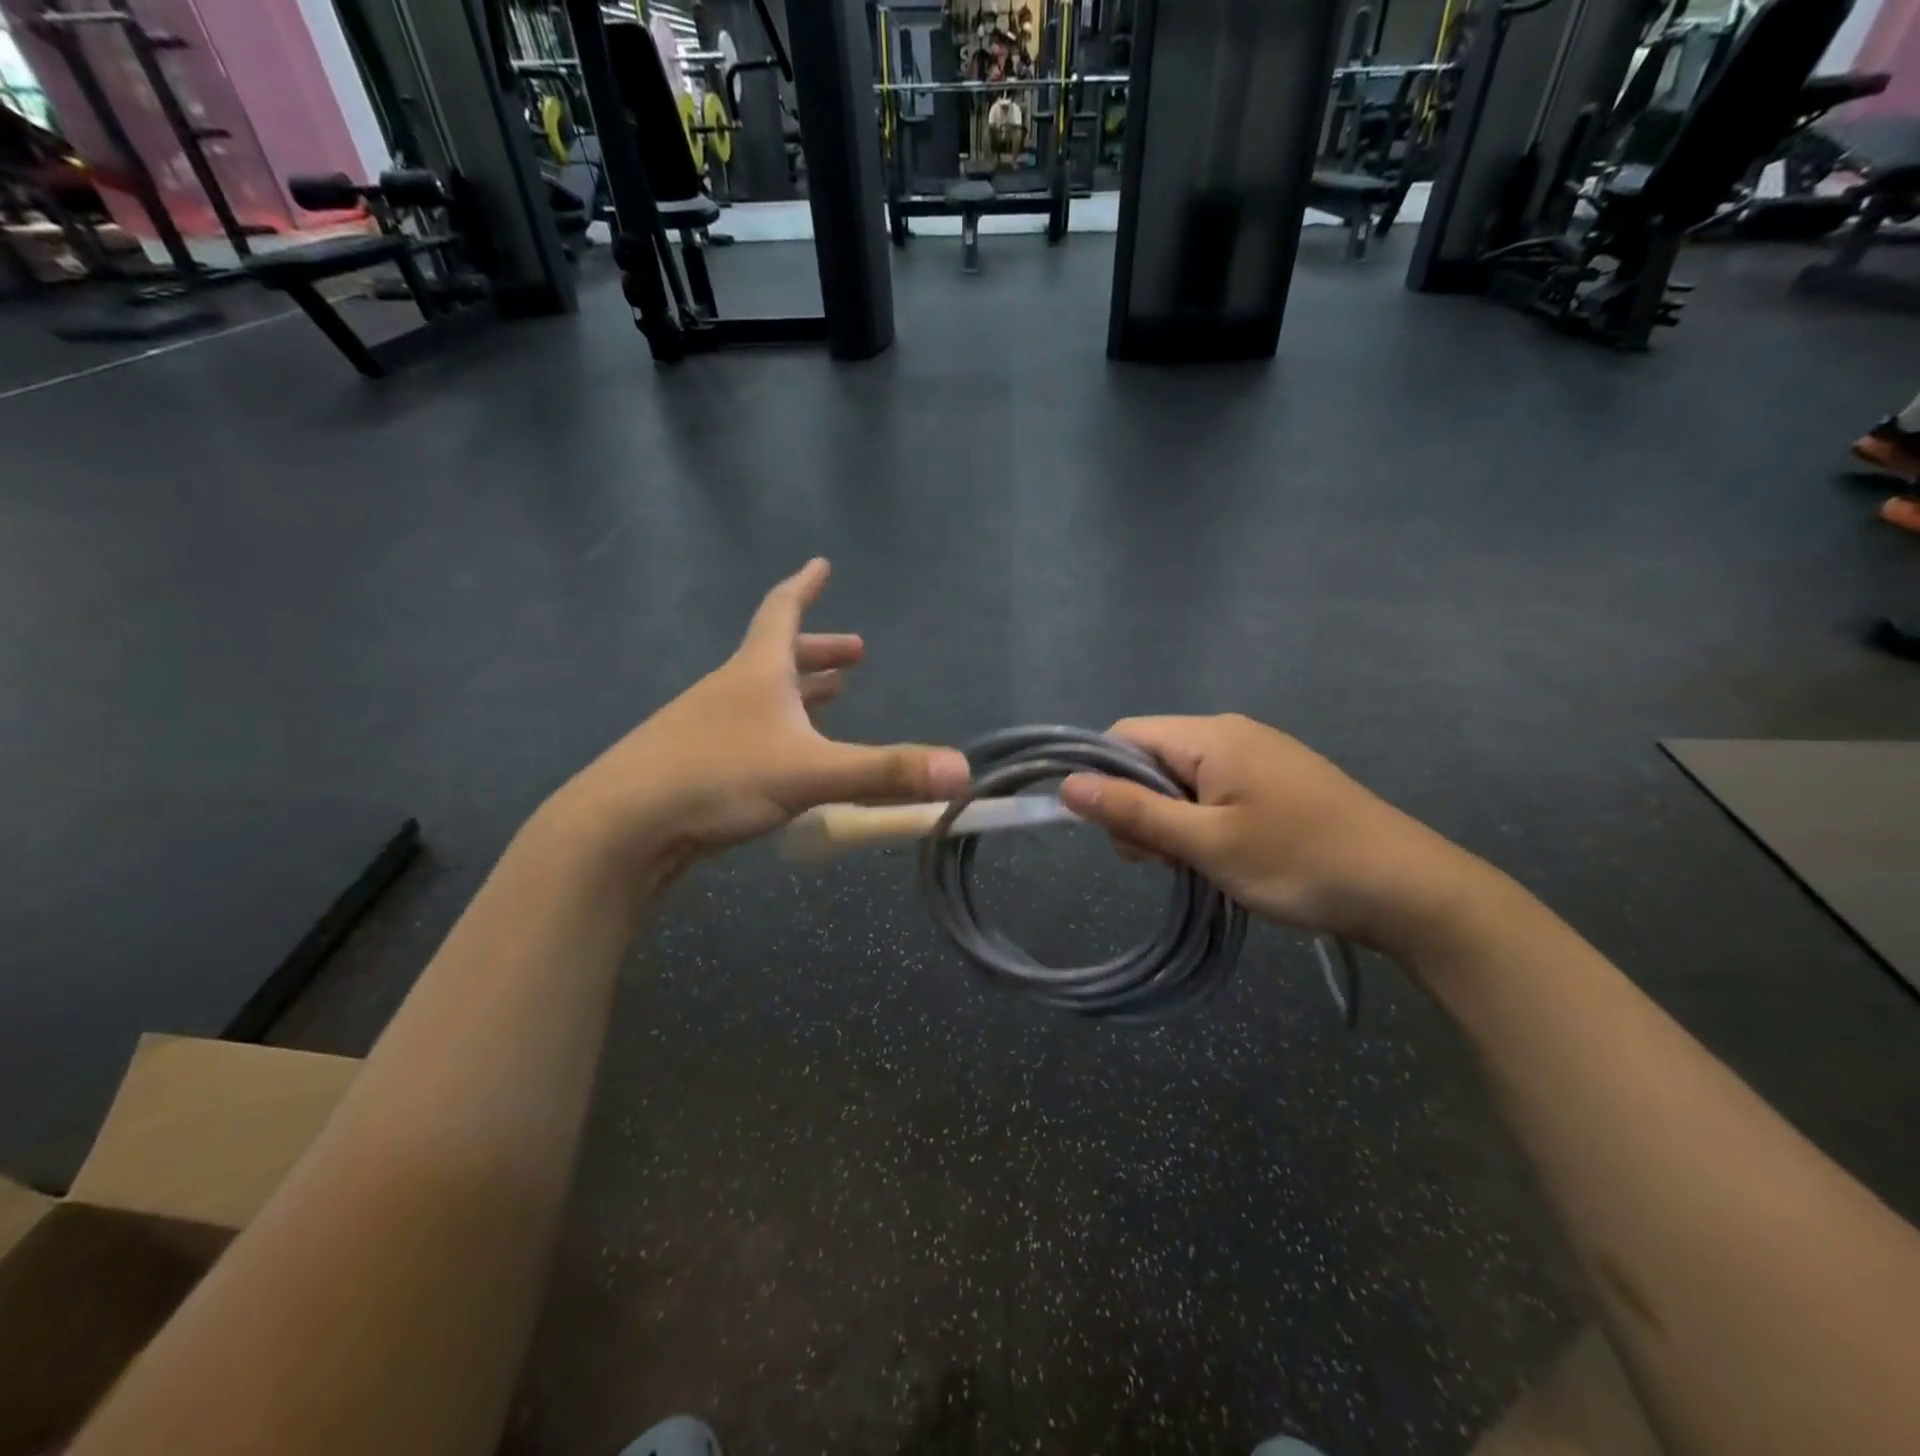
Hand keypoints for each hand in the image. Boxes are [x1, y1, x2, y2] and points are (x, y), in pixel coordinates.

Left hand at [552, 559, 968, 887]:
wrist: (622, 825)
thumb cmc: (718, 777)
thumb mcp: (813, 773)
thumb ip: (887, 772)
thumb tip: (962, 773)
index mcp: (756, 672)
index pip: (782, 612)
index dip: (804, 588)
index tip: (821, 563)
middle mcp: (730, 689)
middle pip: (778, 656)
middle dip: (820, 652)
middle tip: (856, 655)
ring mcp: (707, 726)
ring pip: (762, 697)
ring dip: (800, 692)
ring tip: (832, 697)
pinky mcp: (695, 765)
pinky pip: (749, 733)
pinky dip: (778, 731)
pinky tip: (788, 760)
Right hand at [1057, 714, 1482, 953]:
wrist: (1410, 890)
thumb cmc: (1300, 861)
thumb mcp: (1207, 843)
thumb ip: (1134, 812)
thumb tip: (1068, 785)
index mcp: (1211, 736)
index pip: (1125, 735)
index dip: (1101, 777)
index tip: (1113, 831)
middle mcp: (1230, 734)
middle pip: (1151, 759)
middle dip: (1137, 808)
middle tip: (1159, 862)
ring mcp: (1257, 757)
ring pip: (1180, 781)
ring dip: (1169, 822)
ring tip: (1194, 866)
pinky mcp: (1275, 783)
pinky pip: (1213, 793)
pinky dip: (1199, 824)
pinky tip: (1219, 858)